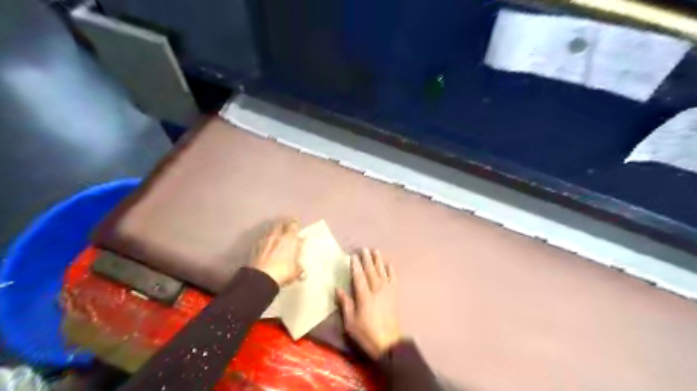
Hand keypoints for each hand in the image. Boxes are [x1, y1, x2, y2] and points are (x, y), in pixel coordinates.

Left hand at [251, 220, 305, 286]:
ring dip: (274, 232)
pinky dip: (265, 240)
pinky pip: (262, 240)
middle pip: (280, 225)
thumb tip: (303, 272)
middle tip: (286, 225)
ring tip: (276, 234)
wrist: (261, 277)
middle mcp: (277, 237)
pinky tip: (266, 244)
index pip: (293, 226)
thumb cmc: (282, 272)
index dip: (295, 224)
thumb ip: (299, 269)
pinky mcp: (255, 248)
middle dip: (284, 225)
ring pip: (270, 231)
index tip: (296, 222)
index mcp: (289, 239)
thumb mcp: (294, 272)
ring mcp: (265, 241)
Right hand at [338, 249, 403, 358]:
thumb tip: (338, 289)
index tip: (352, 256)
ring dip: (378, 261)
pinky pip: (393, 279)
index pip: (359, 277)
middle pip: (371, 271)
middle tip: (364, 249)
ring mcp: (387, 292)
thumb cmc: (366, 333)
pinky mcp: (394, 295)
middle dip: (367, 259)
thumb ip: (346, 304)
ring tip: (375, 251)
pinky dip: (391, 271)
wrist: (388, 342)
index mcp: (365, 297)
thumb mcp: (351, 322)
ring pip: (382, 272)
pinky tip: (389, 264)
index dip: (355, 266)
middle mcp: (377, 291)